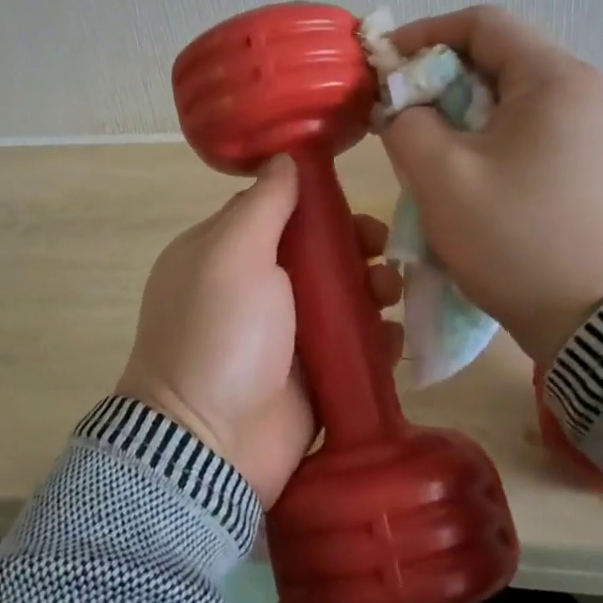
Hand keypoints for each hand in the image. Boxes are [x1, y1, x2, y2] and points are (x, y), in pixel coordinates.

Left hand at [116, 155, 403, 505]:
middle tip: (382, 254)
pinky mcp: (313, 379)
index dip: (319, 206)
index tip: (353, 207)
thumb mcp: (233, 252)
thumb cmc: (221, 333)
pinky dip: (376, 340)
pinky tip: (391, 340)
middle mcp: (255, 291)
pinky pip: (354, 348)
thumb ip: (264, 203)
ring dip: (373, 291)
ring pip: (342, 300)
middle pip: (318, 255)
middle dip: (356, 249)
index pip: (279, 213)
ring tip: (391, 297)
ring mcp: (285, 338)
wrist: (211, 444)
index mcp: (227, 254)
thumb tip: (285, 157)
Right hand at [378, 6, 602, 367]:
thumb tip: (403, 107)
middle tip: (400, 112)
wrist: (602, 321)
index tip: (384, 64)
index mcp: (552, 79)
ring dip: (459, 113)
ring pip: (509, 99)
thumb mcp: (441, 177)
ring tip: (426, 148)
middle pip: (497, 59)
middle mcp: (580, 93)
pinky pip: (527, 132)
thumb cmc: (518, 238)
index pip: (481, 23)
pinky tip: (465, 176)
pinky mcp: (589, 166)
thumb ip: (406, 123)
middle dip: (439, 78)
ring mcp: (591, 131)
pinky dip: (486, 139)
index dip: (424, 33)